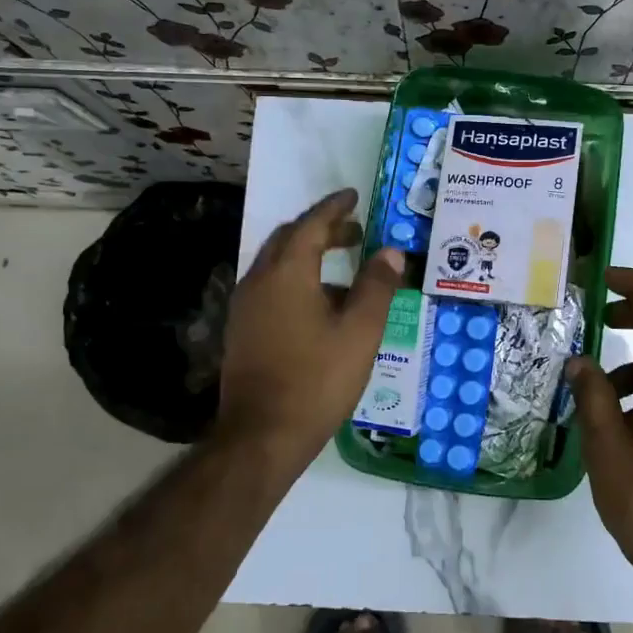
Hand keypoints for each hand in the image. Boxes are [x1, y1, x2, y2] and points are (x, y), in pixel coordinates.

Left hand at [216, 188, 403, 470]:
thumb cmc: (317, 379)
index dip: (334, 207)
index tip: (353, 196)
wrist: (262, 435)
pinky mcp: (242, 330)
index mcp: (287, 273)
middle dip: (322, 229)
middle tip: (354, 231)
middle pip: (290, 239)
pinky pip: (271, 287)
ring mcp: (245, 306)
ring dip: (308, 255)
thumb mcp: (360, 332)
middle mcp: (259, 280)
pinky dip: (296, 279)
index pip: (311, 224)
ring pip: (277, 264)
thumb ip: (377, 286)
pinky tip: (320, 304)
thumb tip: (390, 251)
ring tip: (344, 266)